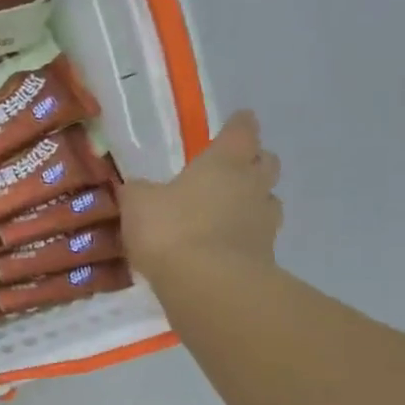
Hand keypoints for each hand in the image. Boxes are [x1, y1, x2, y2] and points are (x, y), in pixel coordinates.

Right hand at [121, 110, 282, 276]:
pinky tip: (222, 248)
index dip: (239, 125)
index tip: (239, 120)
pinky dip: (243, 239)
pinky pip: (257, 238)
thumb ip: (139, 192)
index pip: (241, 131)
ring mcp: (264, 223)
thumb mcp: (138, 204)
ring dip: (253, 203)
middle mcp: (252, 185)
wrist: (208, 284)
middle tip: (234, 168)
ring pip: (267, 201)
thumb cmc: (171, 229)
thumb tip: (136, 188)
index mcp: (224, 162)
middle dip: (254, 162)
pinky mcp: (265, 257)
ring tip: (228, 213)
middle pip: (266, 163)